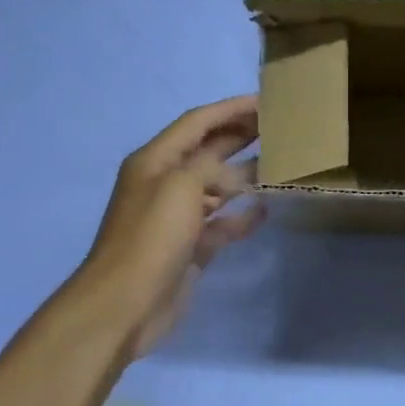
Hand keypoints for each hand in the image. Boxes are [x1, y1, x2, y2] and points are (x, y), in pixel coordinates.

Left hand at [77, 96, 264, 356]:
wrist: (125, 303)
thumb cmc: (151, 237)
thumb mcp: (180, 186)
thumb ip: (209, 166)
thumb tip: (234, 173)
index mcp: (155, 161)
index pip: (196, 122)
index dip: (229, 109)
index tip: (264, 102)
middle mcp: (165, 183)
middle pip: (207, 150)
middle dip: (239, 136)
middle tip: (278, 127)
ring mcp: (177, 217)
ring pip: (216, 187)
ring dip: (244, 175)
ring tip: (279, 164)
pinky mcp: (190, 246)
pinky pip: (220, 223)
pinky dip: (241, 216)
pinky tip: (265, 210)